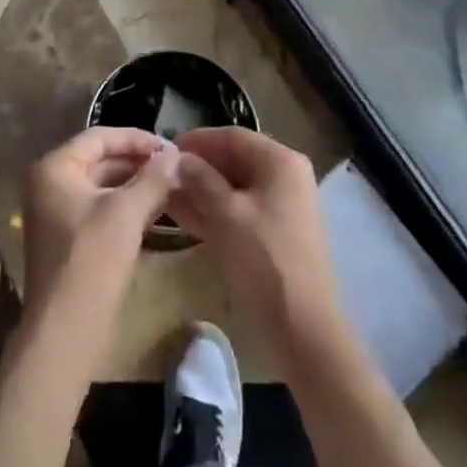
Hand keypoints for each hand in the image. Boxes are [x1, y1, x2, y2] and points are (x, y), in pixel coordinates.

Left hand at [22, 127, 178, 319]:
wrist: (65, 332)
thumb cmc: (91, 260)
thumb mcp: (126, 213)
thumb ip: (152, 178)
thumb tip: (175, 154)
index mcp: (55, 168)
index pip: (100, 138)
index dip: (136, 139)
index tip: (170, 146)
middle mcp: (50, 184)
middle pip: (101, 160)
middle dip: (139, 163)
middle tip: (176, 166)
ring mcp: (57, 213)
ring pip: (103, 187)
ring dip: (136, 186)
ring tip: (173, 186)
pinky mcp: (69, 240)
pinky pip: (101, 210)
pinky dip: (127, 208)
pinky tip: (157, 211)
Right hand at [168, 128, 344, 362]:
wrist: (304, 330)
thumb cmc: (264, 261)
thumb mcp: (226, 215)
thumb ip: (200, 180)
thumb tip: (177, 158)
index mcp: (280, 161)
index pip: (231, 136)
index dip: (196, 141)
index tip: (164, 150)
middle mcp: (285, 176)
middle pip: (234, 160)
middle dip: (197, 167)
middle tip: (162, 176)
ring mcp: (283, 206)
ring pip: (234, 187)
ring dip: (201, 190)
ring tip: (165, 196)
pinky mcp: (276, 233)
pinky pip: (240, 210)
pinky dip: (214, 211)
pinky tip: (184, 217)